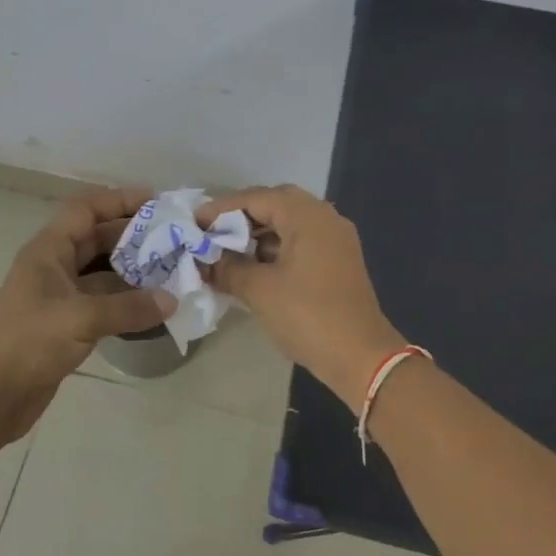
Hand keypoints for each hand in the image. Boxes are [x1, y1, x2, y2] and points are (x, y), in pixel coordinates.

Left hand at [0, 187, 174, 437]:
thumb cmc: (28, 342)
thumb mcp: (80, 318)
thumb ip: (128, 307)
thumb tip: (171, 300)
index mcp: (48, 250)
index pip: (85, 210)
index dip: (118, 200)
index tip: (156, 201)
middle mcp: (55, 266)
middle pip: (97, 239)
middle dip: (134, 237)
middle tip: (174, 239)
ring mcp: (61, 296)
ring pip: (103, 273)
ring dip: (134, 272)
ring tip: (173, 271)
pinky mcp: (68, 324)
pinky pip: (104, 302)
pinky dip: (127, 302)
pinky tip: (155, 307)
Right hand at [195, 185, 405, 407]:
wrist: (361, 356)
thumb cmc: (307, 316)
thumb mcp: (258, 290)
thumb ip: (227, 268)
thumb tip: (206, 261)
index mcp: (307, 215)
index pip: (256, 198)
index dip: (221, 209)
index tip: (194, 222)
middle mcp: (325, 217)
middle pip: (275, 204)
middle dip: (240, 217)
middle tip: (211, 231)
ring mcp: (335, 239)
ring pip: (289, 222)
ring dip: (258, 233)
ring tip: (226, 250)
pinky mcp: (338, 260)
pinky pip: (300, 240)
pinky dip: (275, 247)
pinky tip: (253, 266)